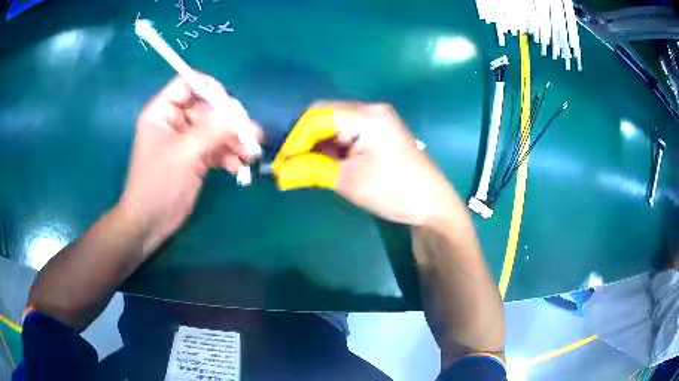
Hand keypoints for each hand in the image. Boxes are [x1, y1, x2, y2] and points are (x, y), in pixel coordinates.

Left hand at [118, 75, 261, 252]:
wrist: (150, 224)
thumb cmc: (158, 186)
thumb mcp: (185, 154)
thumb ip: (213, 130)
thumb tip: (241, 114)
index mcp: (162, 112)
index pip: (188, 84)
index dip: (210, 89)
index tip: (230, 106)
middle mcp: (175, 121)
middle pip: (207, 108)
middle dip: (229, 122)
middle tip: (251, 135)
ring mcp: (186, 140)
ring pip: (215, 130)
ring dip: (234, 141)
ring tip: (251, 155)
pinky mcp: (194, 158)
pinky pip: (215, 148)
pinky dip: (228, 156)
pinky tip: (239, 168)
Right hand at [272, 102, 456, 225]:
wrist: (432, 205)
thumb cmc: (393, 191)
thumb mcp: (348, 181)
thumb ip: (311, 170)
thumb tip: (280, 172)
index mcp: (366, 116)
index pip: (317, 117)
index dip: (294, 138)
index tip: (281, 161)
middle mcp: (371, 110)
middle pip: (325, 115)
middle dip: (303, 139)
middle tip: (289, 163)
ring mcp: (377, 120)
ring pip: (334, 124)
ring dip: (317, 144)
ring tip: (303, 166)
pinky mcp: (380, 132)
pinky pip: (347, 132)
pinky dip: (332, 146)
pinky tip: (324, 162)